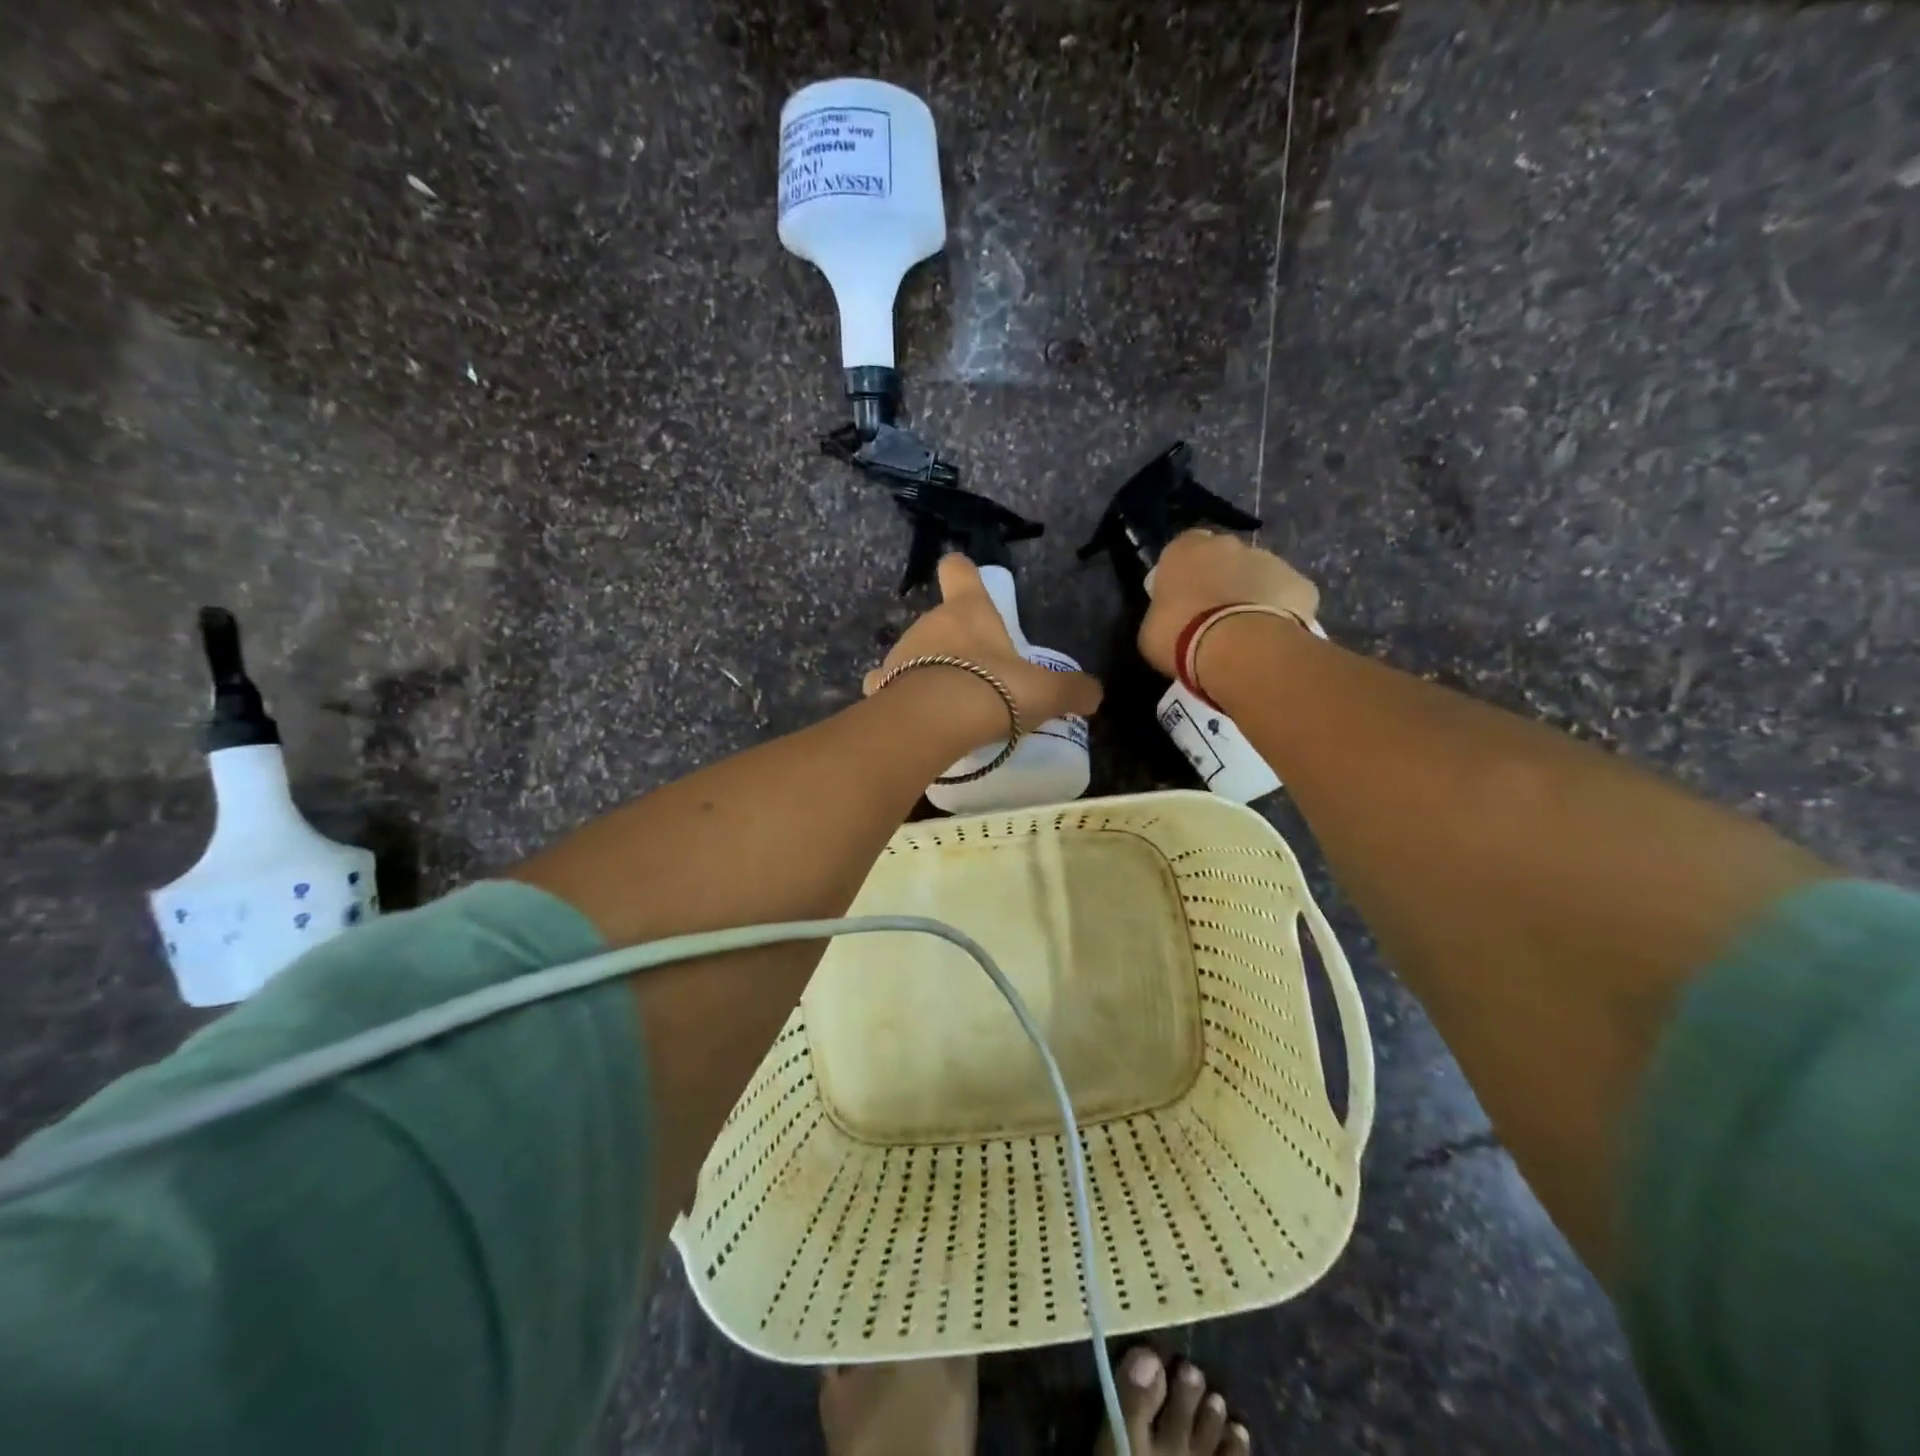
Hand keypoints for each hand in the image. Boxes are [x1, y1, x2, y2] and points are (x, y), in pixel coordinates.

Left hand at [864, 555, 1103, 740]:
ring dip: (929, 670)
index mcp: (968, 610)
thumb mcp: (1045, 692)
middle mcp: (929, 623)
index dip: (963, 571)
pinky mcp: (881, 686)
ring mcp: (900, 653)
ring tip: (950, 703)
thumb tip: (1095, 694)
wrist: (934, 722)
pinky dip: (901, 696)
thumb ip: (1072, 691)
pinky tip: (916, 716)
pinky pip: (891, 685)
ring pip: (915, 654)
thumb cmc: (993, 690)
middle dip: (956, 642)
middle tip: (979, 674)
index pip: (959, 571)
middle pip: (941, 620)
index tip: (966, 576)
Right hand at [1137, 529, 1319, 677]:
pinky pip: (1288, 597)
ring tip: (1245, 632)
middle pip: (1225, 557)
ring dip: (1252, 594)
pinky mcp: (1301, 584)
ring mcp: (1270, 560)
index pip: (1183, 549)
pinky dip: (1282, 612)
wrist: (1235, 648)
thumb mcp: (1150, 628)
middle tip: (1214, 616)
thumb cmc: (1178, 635)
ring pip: (1259, 575)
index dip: (1185, 573)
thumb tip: (1171, 617)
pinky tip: (1272, 637)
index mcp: (1185, 548)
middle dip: (1222, 579)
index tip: (1183, 598)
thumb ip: (1163, 612)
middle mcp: (1229, 543)